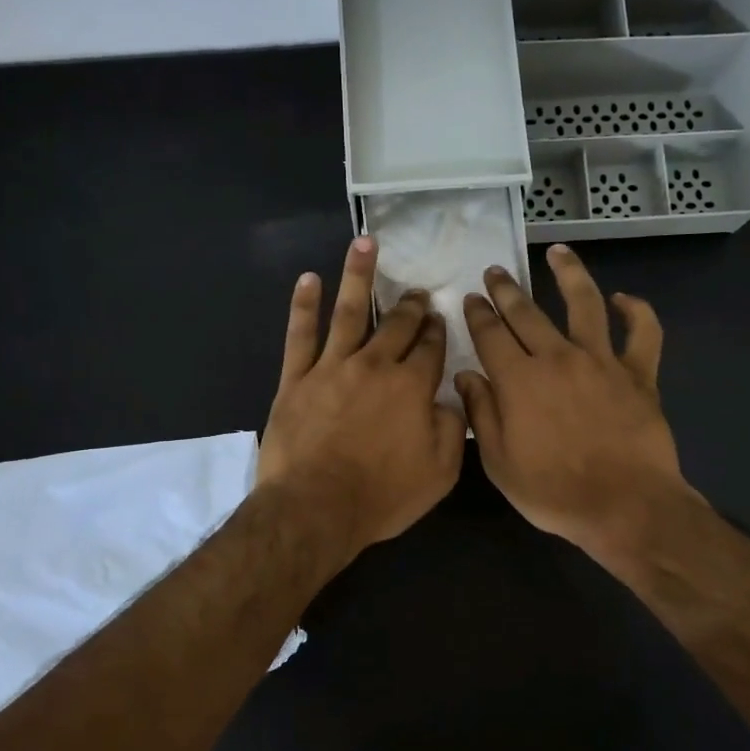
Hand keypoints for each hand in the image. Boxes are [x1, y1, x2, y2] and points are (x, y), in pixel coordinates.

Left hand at [257, 236, 466, 564]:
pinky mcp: (297, 379)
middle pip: (397, 325)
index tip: (440, 318)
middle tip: (417, 292)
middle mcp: (375, 366)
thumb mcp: (440, 474)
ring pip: (349, 312)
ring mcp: (333, 368)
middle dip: (411, 306)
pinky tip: (309, 279)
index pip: (431, 349)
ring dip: (358, 275)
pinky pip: (300, 335)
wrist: (316, 507)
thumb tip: (452, 400)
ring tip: (365, 243)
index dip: (438, 332)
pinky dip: (304, 305)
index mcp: (413, 387)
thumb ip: (452, 430)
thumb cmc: (382, 495)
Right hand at [456, 244, 698, 566]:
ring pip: (585, 304)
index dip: (477, 314)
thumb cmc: (554, 492)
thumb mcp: (500, 462)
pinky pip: (643, 333)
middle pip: (527, 313)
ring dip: (569, 273)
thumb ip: (482, 414)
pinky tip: (625, 299)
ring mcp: (602, 361)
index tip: (471, 299)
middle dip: (507, 289)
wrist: (624, 506)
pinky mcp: (639, 374)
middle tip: (496, 272)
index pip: (490, 335)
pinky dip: (637, 312)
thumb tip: (467, 376)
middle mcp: (557, 358)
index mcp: (518, 380)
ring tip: (558, 252)